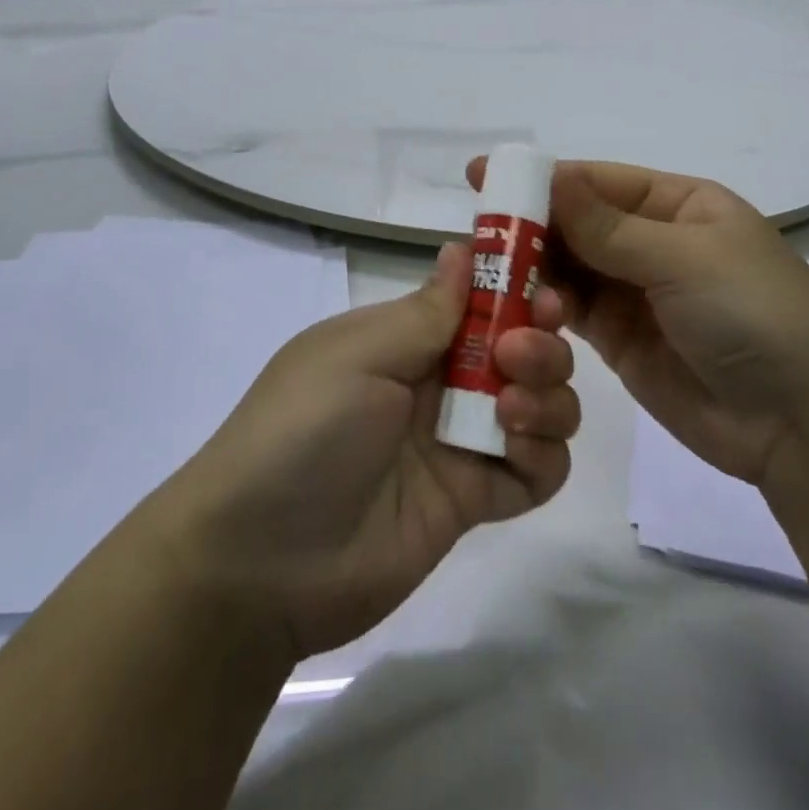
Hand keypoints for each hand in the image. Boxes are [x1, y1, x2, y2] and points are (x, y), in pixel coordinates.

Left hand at [137, 245, 578, 660]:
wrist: (260, 562)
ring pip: (540, 404)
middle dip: (539, 344)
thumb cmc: (304, 430)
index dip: (517, 291)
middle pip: (522, 349)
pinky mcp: (473, 500)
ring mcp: (458, 442)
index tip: (542, 292)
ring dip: (548, 397)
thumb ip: (425, 310)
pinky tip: (517, 454)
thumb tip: (462, 247)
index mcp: (407, 338)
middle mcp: (440, 382)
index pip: (480, 300)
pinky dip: (544, 457)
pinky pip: (536, 472)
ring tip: (511, 412)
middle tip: (515, 357)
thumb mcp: (357, 354)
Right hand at [471, 158, 808, 488]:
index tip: (484, 176)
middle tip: (473, 235)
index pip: (598, 182)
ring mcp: (636, 292)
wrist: (805, 424)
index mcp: (679, 204)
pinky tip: (514, 310)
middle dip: (530, 227)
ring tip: (486, 277)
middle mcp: (654, 241)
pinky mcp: (621, 341)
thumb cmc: (754, 314)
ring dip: (532, 271)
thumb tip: (549, 177)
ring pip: (569, 268)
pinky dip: (544, 308)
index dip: (543, 179)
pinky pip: (573, 312)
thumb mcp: (684, 258)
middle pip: (577, 224)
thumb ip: (607, 226)